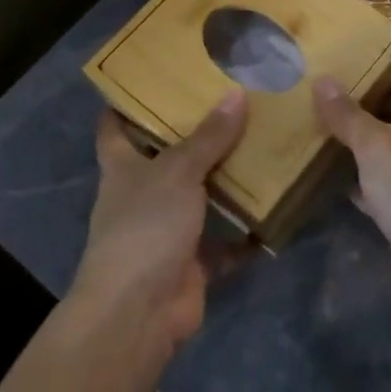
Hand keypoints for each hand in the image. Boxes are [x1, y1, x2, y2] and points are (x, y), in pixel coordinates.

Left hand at [73, 91, 247, 359]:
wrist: (138, 312)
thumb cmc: (145, 227)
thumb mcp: (177, 172)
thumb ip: (208, 137)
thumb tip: (236, 94)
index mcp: (124, 169)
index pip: (115, 129)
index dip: (128, 104)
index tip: (156, 79)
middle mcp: (143, 196)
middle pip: (168, 159)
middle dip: (196, 136)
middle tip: (234, 102)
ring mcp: (167, 231)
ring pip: (200, 198)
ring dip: (227, 182)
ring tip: (264, 147)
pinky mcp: (192, 262)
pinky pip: (225, 243)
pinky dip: (247, 234)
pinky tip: (275, 211)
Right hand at [313, 77, 390, 328]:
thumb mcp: (376, 145)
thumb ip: (350, 116)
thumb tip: (324, 79)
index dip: (380, 78)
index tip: (346, 69)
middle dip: (362, 117)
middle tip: (319, 105)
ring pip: (383, 162)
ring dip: (358, 154)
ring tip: (318, 141)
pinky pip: (378, 198)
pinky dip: (359, 190)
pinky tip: (335, 188)